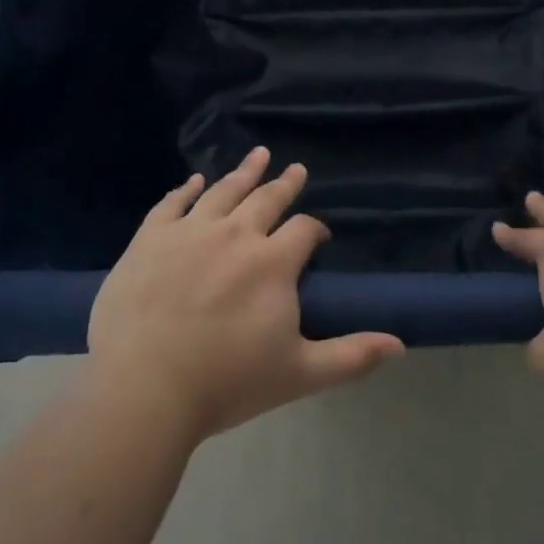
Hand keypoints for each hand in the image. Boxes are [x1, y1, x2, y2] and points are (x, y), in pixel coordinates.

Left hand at [87, 147, 404, 441]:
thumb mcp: (299, 374)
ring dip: (243, 172)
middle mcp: (235, 234)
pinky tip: (194, 180)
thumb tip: (400, 345)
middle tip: (295, 169)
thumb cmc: (226, 382)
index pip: (304, 229)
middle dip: (284, 184)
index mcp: (273, 262)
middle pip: (266, 199)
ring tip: (258, 154)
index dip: (316, 229)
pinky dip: (185, 189)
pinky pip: (171, 204)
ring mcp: (189, 231)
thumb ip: (351, 356)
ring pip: (223, 191)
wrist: (144, 388)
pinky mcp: (150, 239)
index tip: (318, 236)